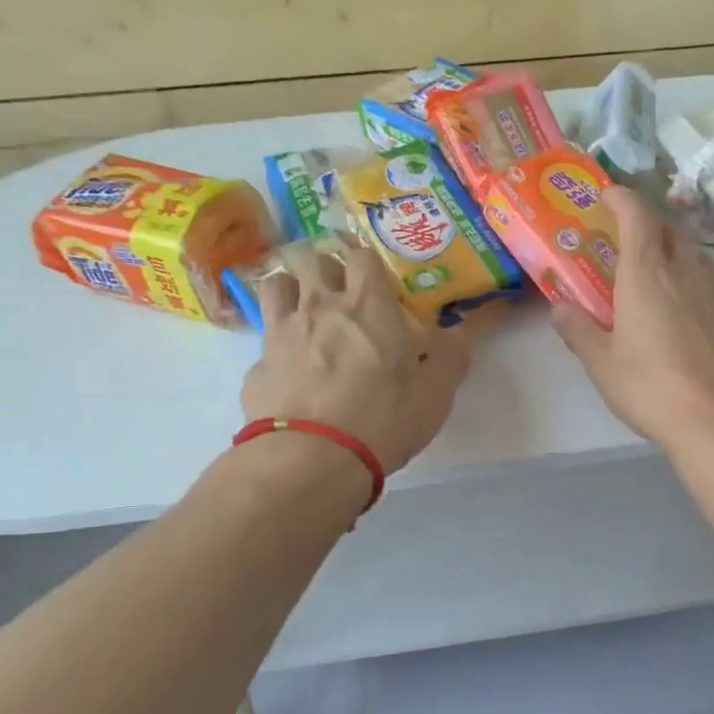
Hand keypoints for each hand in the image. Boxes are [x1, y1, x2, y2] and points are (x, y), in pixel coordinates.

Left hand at [240, 243, 470, 471]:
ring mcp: (281, 332)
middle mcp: (320, 306)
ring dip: (290, 291)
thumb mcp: (436, 392)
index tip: (379, 282)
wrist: (312, 458)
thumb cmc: (384, 418)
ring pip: (275, 286)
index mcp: (368, 305)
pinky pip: (265, 341)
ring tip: (304, 313)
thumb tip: (457, 332)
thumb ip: (451, 355)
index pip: (363, 255)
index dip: (370, 263)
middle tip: (340, 293)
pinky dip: (276, 347)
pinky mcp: (256, 366)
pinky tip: (288, 370)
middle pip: (312, 260)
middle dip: (326, 268)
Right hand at [551, 186, 713, 448]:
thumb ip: (579, 331)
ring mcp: (713, 292)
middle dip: (647, 222)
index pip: (637, 216)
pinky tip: (679, 302)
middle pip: (669, 228)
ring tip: (651, 268)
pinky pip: (706, 278)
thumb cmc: (651, 387)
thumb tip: (560, 309)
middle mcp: (683, 272)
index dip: (622, 198)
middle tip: (624, 237)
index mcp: (646, 274)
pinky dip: (688, 275)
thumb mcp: (601, 363)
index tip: (607, 194)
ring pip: (692, 252)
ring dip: (671, 247)